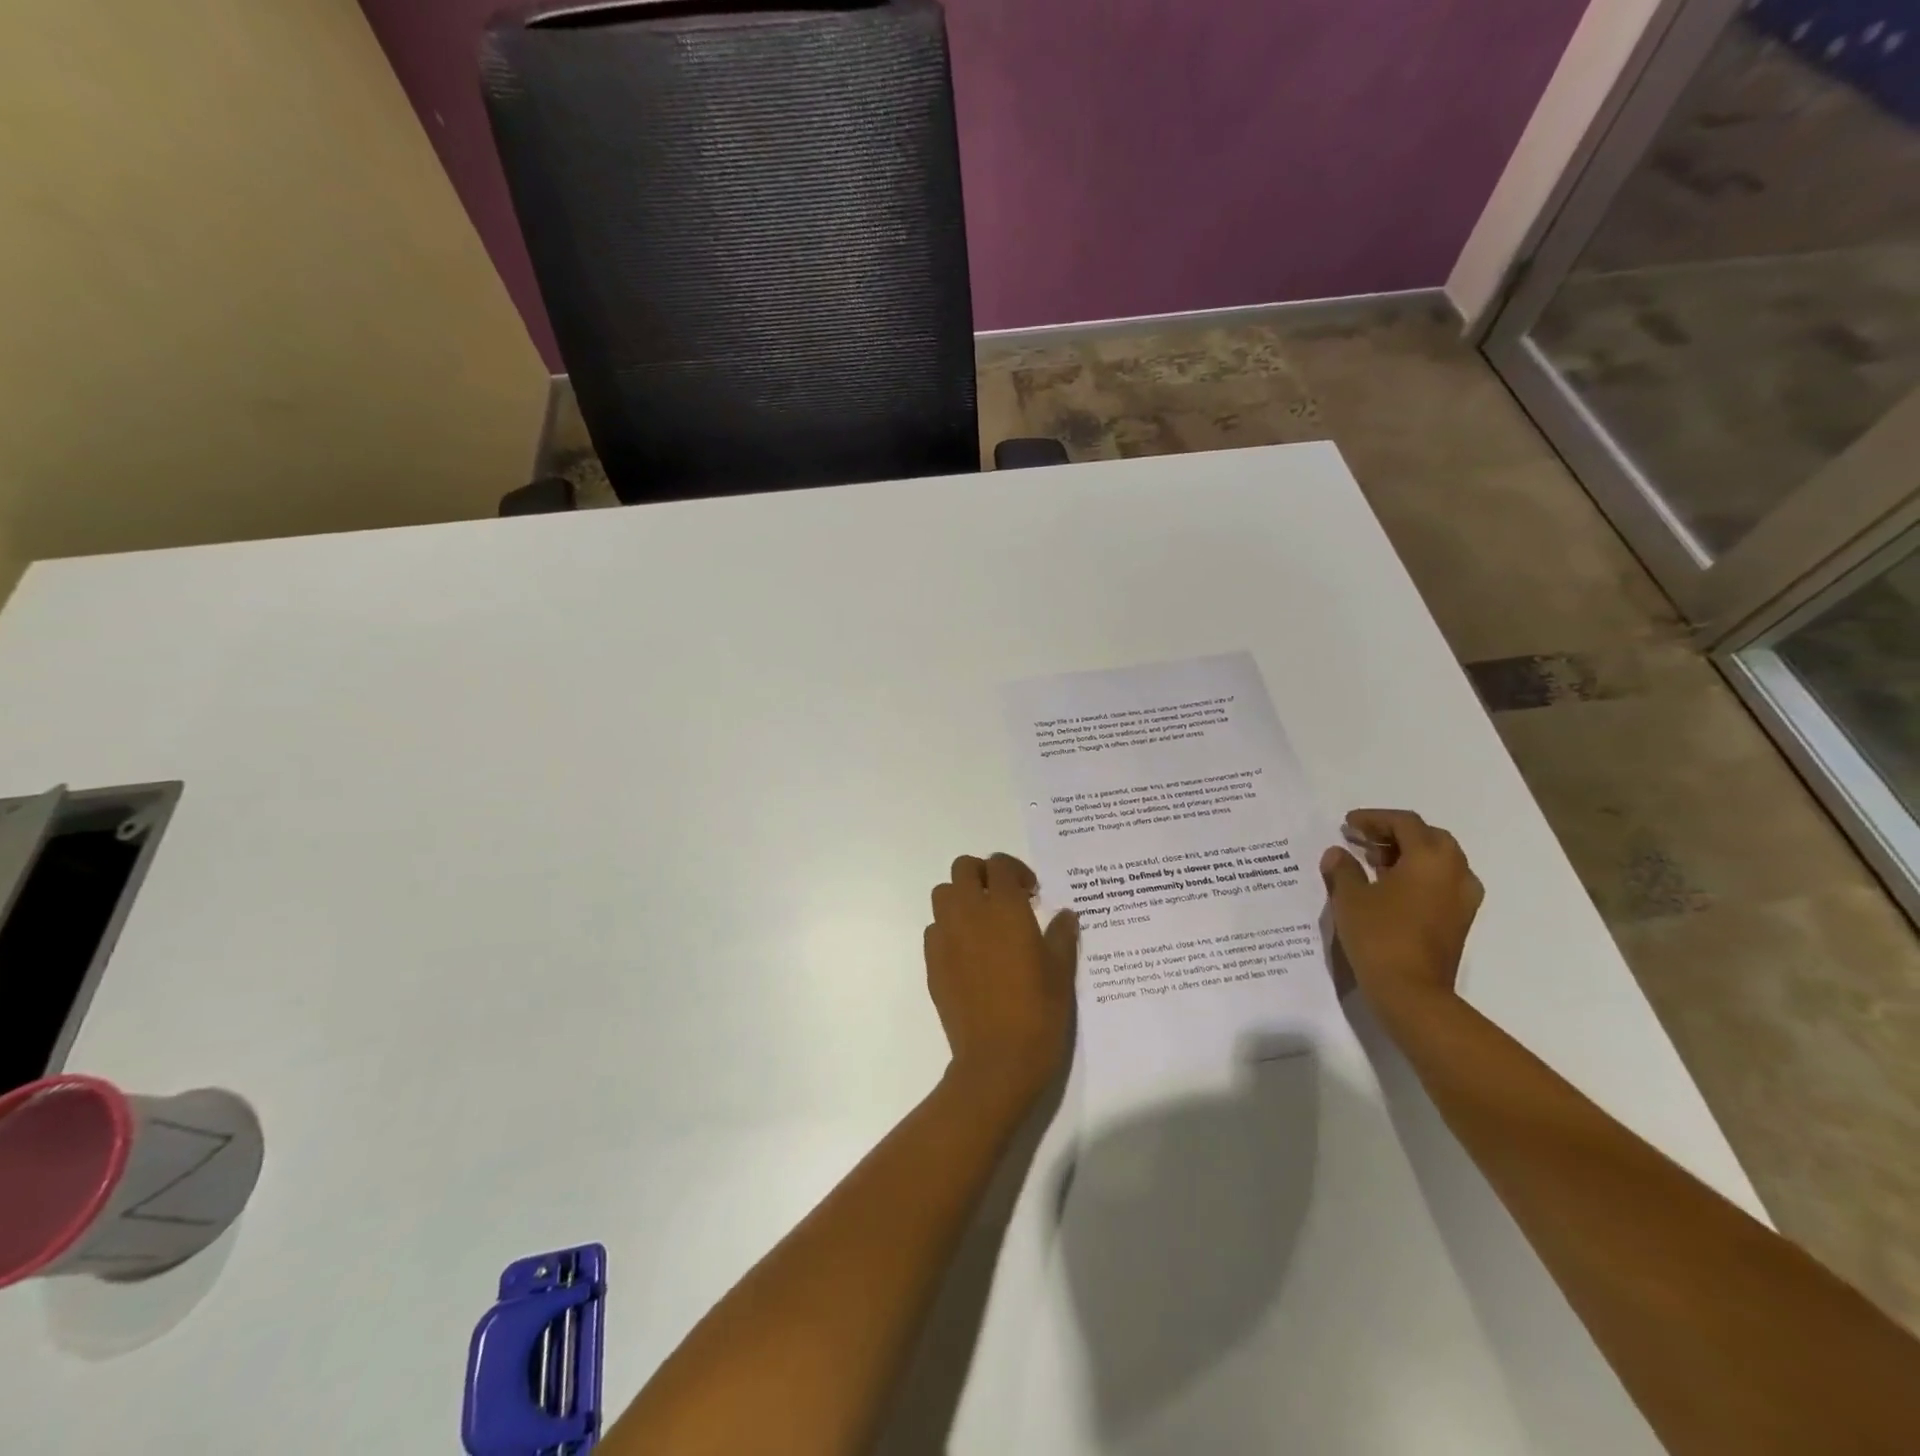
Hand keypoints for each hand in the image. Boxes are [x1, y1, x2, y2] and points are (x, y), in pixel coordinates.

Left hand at [925, 853, 1077, 1107]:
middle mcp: (970, 913)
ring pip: (943, 894)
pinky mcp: (932, 963)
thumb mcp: (1061, 973)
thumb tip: (1065, 915)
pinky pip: (934, 929)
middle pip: (963, 868)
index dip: (1015, 871)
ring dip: (961, 898)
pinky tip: (970, 954)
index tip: (1031, 894)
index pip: (999, 864)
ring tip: (984, 923)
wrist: (997, 1061)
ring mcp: (946, 937)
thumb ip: (1062, 936)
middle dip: (982, 875)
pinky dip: (949, 929)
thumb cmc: (1039, 1013)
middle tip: (1004, 899)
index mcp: (1005, 908)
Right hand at [1320, 809, 1482, 1010]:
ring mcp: (1462, 898)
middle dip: (1395, 834)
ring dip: (1408, 854)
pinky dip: (1418, 875)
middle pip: (1428, 837)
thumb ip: (1343, 868)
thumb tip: (1338, 853)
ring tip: (1374, 863)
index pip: (1405, 823)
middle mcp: (1455, 872)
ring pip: (1438, 860)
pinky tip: (1390, 888)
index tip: (1348, 824)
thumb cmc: (1379, 935)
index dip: (1374, 818)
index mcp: (1431, 858)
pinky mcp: (1459, 920)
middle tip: (1363, 840)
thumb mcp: (1350, 897)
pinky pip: (1441, 882)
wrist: (1411, 991)